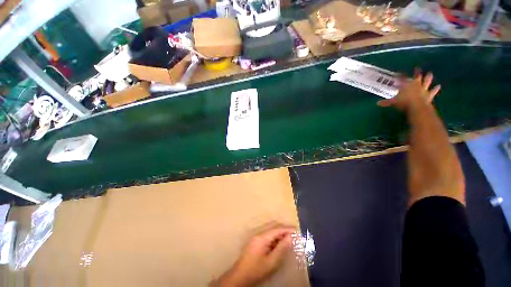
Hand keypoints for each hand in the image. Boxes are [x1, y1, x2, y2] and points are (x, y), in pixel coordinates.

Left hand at [212, 226, 295, 286]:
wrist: (240, 277)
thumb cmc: (256, 270)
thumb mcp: (271, 262)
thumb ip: (281, 248)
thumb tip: (291, 237)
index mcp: (262, 237)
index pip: (277, 229)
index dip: (287, 229)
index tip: (297, 230)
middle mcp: (259, 234)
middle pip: (273, 229)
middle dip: (284, 230)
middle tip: (294, 235)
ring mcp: (256, 238)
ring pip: (271, 232)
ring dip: (280, 234)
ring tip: (289, 239)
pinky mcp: (255, 242)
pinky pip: (267, 237)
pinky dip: (275, 239)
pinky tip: (279, 244)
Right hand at [377, 68, 440, 111]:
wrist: (417, 107)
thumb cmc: (404, 103)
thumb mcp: (393, 103)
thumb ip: (386, 102)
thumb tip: (377, 103)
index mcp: (406, 86)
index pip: (402, 79)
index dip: (400, 76)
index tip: (399, 73)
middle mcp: (415, 85)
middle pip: (417, 77)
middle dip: (417, 73)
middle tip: (418, 68)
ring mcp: (423, 89)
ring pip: (426, 81)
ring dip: (428, 77)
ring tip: (430, 73)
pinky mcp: (429, 95)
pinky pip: (433, 91)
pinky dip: (435, 89)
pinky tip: (438, 86)